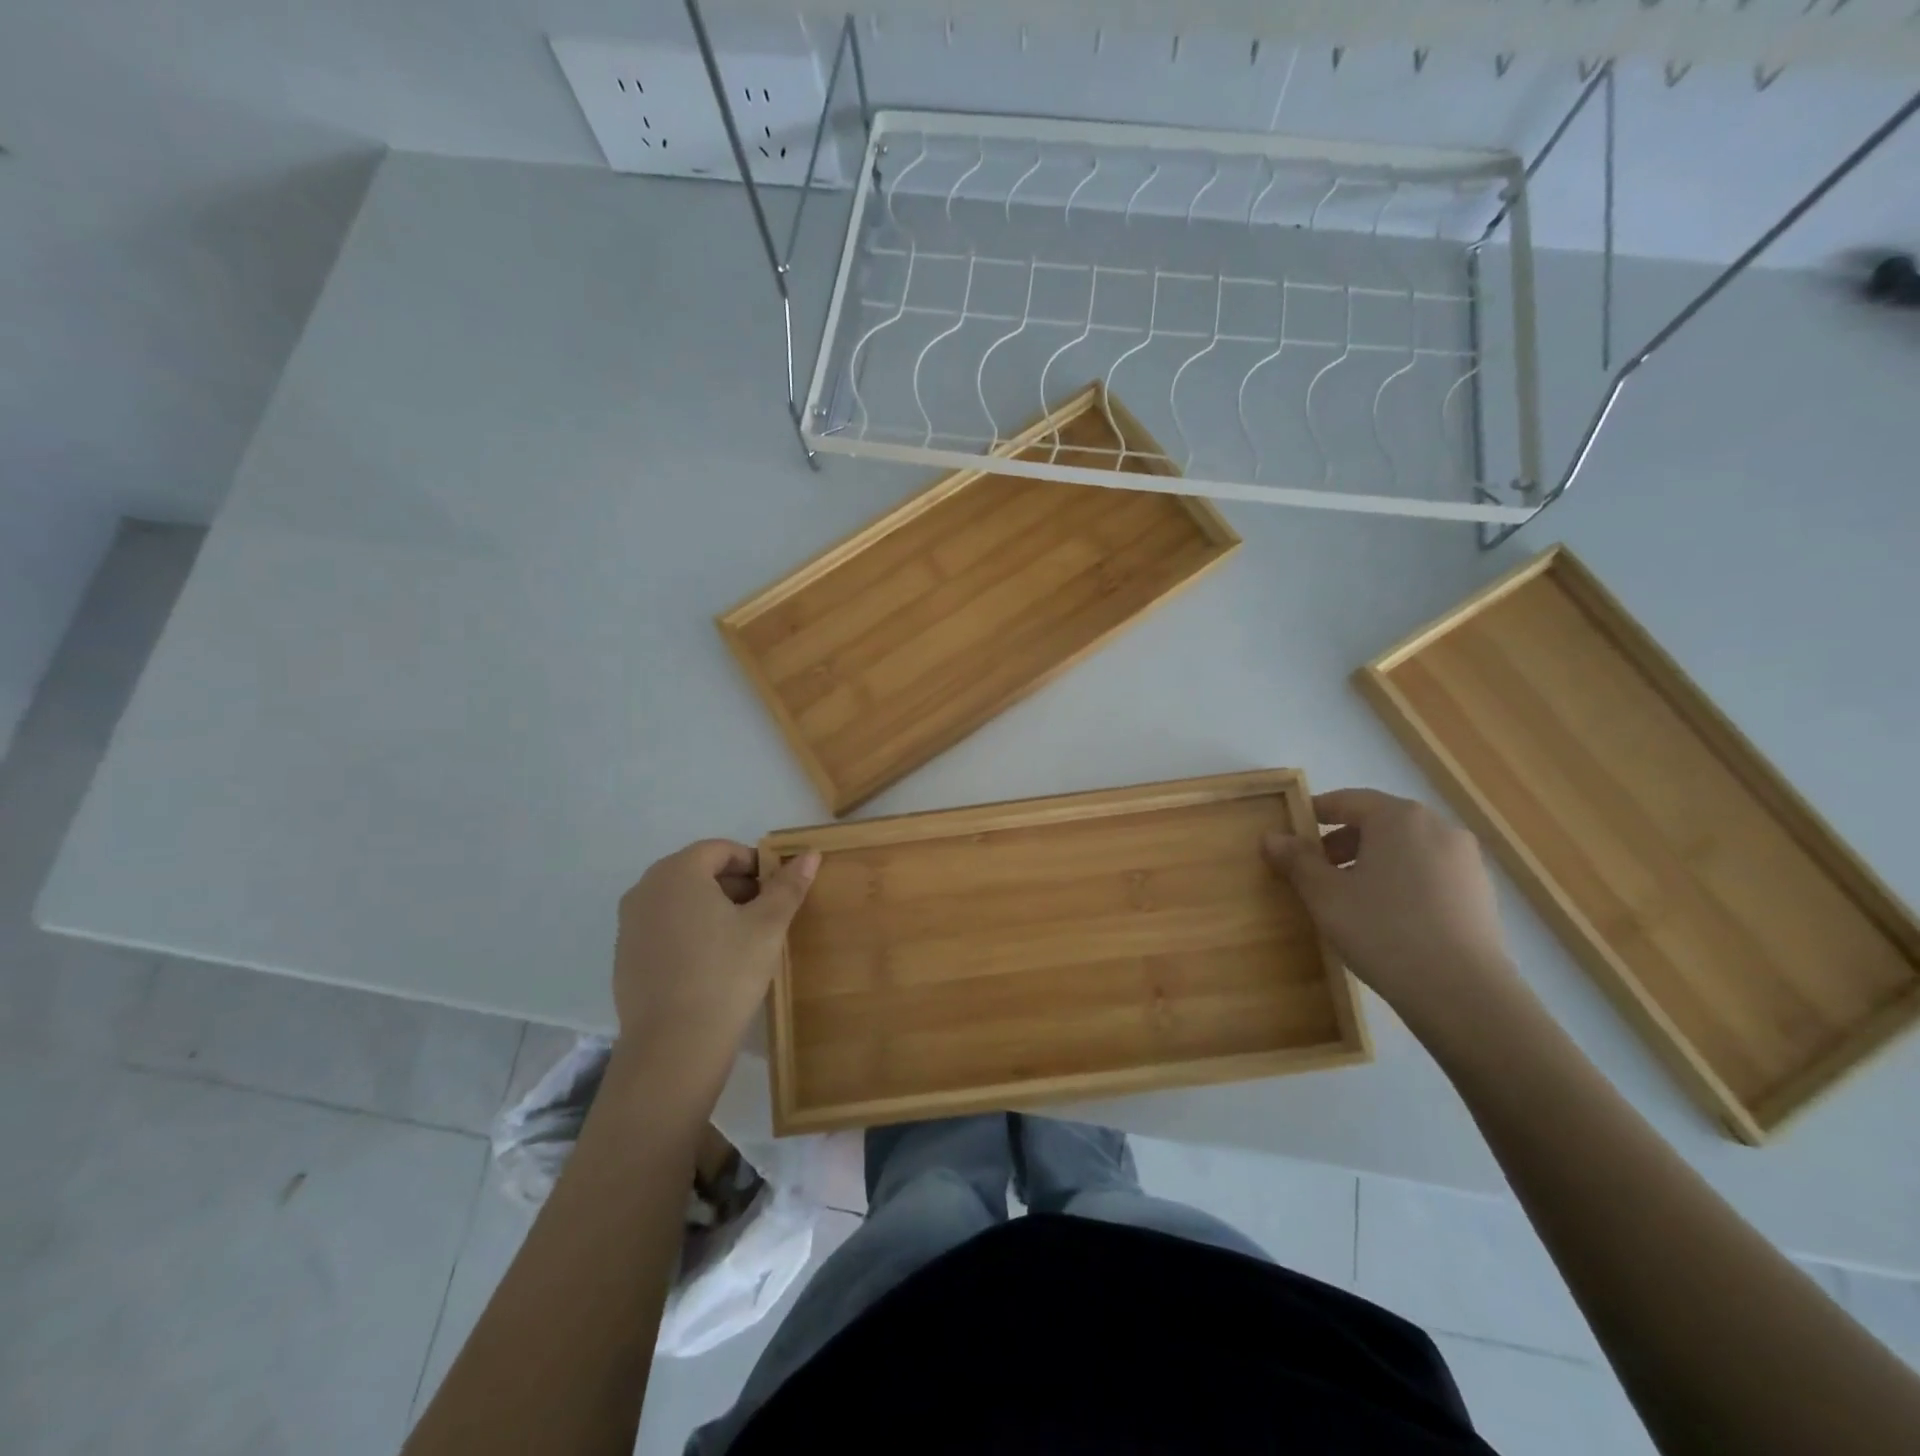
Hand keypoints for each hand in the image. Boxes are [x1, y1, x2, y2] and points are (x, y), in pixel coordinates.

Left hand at [611, 839, 819, 1087]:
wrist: (674, 1047)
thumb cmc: (726, 973)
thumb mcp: (768, 926)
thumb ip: (788, 886)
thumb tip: (809, 853)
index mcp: (677, 872)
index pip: (721, 850)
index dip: (755, 864)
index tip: (778, 890)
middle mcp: (645, 889)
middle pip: (699, 872)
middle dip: (736, 886)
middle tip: (766, 914)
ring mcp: (630, 924)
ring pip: (681, 900)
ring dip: (714, 908)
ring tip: (744, 939)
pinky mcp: (625, 956)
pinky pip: (664, 927)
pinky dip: (691, 932)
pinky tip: (713, 964)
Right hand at [1262, 789, 1518, 1025]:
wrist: (1464, 993)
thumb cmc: (1383, 930)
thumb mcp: (1325, 895)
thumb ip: (1297, 860)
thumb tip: (1272, 837)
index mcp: (1399, 817)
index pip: (1347, 800)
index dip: (1314, 814)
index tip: (1291, 836)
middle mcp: (1438, 827)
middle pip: (1379, 823)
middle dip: (1342, 843)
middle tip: (1315, 872)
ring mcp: (1466, 861)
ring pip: (1406, 849)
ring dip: (1372, 863)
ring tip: (1350, 898)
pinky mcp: (1481, 894)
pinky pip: (1429, 874)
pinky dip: (1402, 882)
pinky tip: (1387, 918)